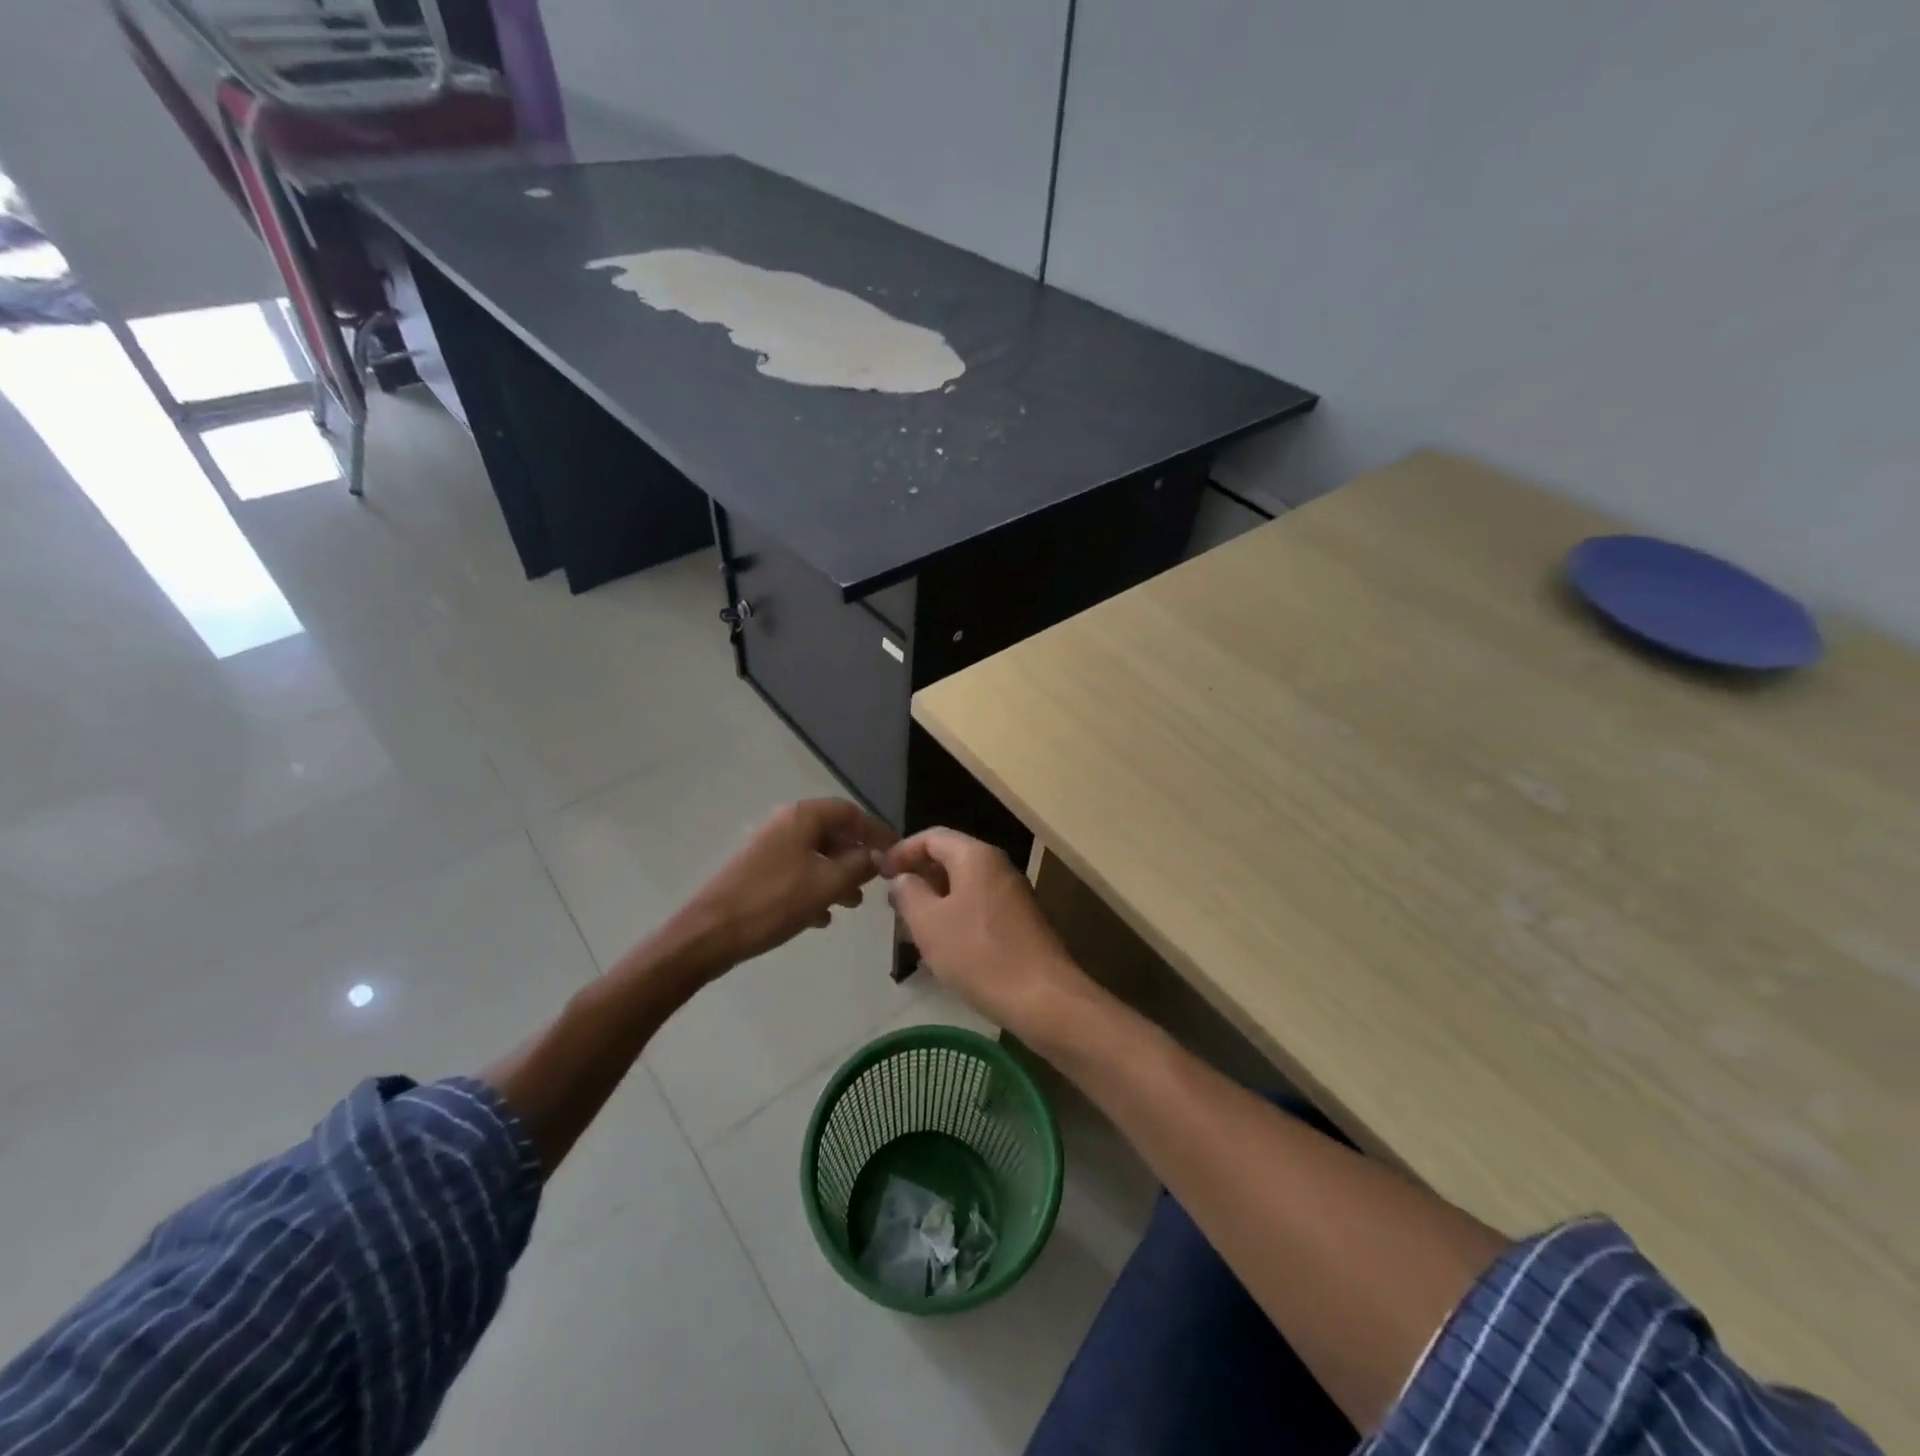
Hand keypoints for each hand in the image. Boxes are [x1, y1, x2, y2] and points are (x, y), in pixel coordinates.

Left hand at [674, 799, 897, 973]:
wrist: (709, 933)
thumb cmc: (774, 902)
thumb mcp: (827, 883)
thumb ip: (860, 865)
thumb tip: (879, 856)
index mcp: (802, 817)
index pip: (850, 812)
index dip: (876, 831)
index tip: (896, 852)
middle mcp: (784, 824)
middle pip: (832, 833)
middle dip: (857, 857)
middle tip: (875, 881)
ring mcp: (768, 849)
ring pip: (815, 856)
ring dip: (837, 876)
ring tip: (852, 904)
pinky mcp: (757, 873)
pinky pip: (796, 874)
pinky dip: (814, 889)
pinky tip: (821, 918)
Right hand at [881, 828, 1093, 1035]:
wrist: (1043, 998)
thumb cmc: (979, 955)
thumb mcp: (929, 924)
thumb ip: (909, 893)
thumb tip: (903, 878)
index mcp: (976, 856)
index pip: (931, 836)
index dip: (901, 851)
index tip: (879, 875)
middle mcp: (998, 866)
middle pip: (949, 858)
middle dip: (918, 879)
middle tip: (893, 906)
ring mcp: (1013, 894)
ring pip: (964, 886)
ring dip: (935, 902)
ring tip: (912, 931)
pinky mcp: (1020, 921)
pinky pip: (979, 908)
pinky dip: (955, 918)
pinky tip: (943, 949)